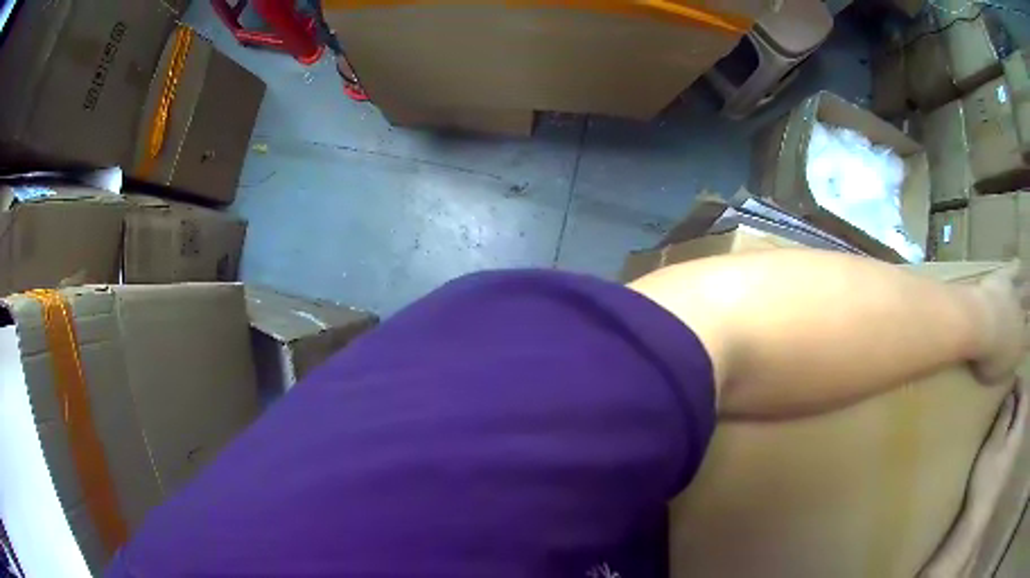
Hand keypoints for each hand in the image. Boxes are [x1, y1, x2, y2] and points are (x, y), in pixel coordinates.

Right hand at [966, 381, 1027, 525]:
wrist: (980, 527)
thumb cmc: (987, 484)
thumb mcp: (992, 448)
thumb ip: (1004, 416)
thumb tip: (1011, 393)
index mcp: (1024, 418)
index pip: (1025, 388)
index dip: (1017, 385)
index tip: (1010, 388)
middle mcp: (1025, 427)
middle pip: (1029, 403)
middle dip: (1024, 401)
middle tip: (1015, 405)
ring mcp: (1020, 447)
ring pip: (1027, 422)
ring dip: (1024, 419)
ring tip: (1016, 427)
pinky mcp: (1015, 463)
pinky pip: (1022, 439)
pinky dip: (1022, 436)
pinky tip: (1014, 451)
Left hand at [970, 262, 1029, 384]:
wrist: (981, 324)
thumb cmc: (985, 358)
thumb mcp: (995, 377)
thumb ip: (1003, 370)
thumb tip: (1006, 368)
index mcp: (1020, 347)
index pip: (1028, 342)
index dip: (1029, 339)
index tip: (1028, 339)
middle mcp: (1021, 320)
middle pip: (1029, 314)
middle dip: (1029, 312)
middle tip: (1029, 312)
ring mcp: (1015, 297)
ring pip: (1025, 291)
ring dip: (1027, 290)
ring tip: (1029, 288)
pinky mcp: (1005, 278)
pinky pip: (1013, 269)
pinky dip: (1016, 267)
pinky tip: (1018, 263)